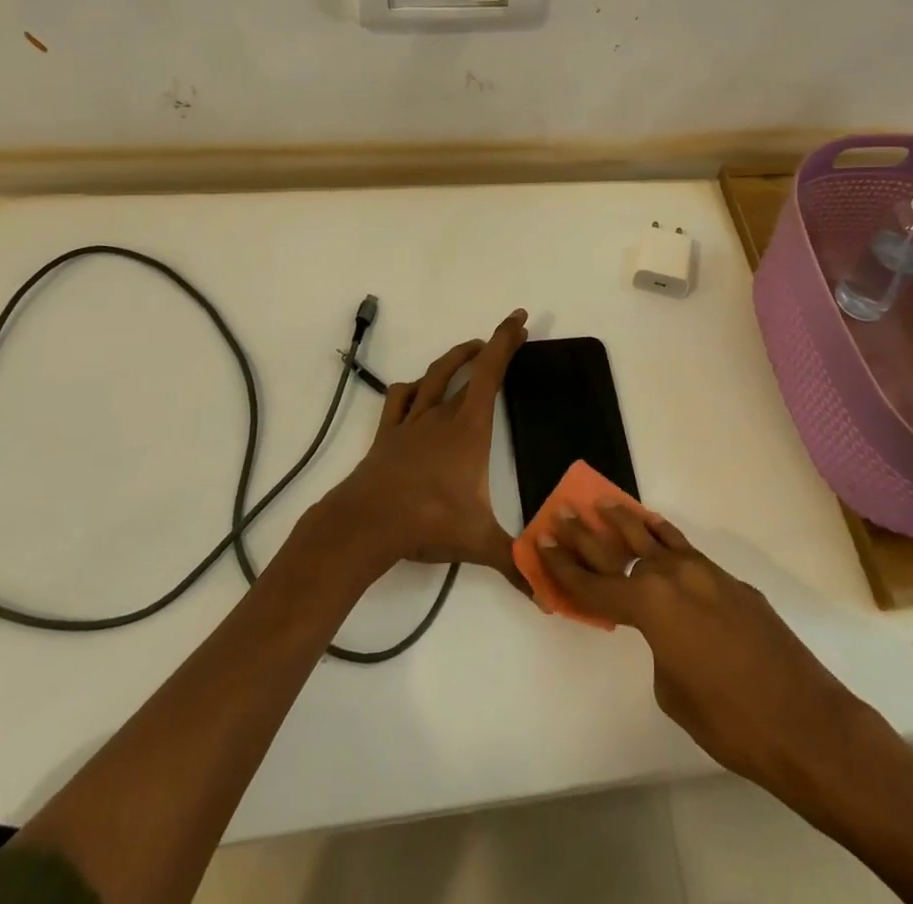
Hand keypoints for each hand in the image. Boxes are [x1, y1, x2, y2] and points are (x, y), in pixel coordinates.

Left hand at [323, 309, 529, 587]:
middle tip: (509, 335)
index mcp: (469, 428)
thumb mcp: (478, 542)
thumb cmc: (427, 521)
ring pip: (435, 376)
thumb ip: (514, 562)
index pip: (491, 372)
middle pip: (469, 368)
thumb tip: (546, 594)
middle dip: (491, 348)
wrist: (366, 523)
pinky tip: (417, 390)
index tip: (519, 319)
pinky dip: (412, 388)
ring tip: (470, 350)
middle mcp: (441, 415)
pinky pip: (400, 399)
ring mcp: (411, 422)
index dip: (506, 342)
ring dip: (455, 358)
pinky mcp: (387, 435)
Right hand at [537, 506, 866, 802]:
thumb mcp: (673, 693)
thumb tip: (667, 633)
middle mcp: (672, 576)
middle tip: (563, 512)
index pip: (595, 584)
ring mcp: (704, 574)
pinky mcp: (730, 581)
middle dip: (586, 534)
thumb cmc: (730, 720)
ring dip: (626, 521)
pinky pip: (686, 552)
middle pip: (619, 549)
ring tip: (603, 502)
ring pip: (655, 538)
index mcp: (650, 605)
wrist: (804, 721)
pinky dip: (665, 539)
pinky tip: (656, 529)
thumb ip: (659, 649)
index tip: (541, 543)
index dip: (564, 568)